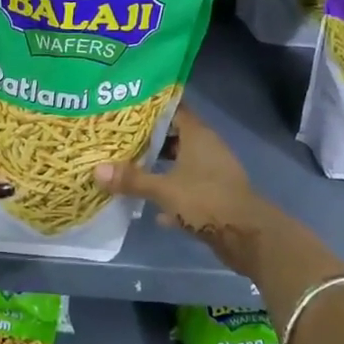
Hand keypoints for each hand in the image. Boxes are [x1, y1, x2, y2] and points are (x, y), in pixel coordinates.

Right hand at [94, 106, 283, 277]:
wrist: (247, 236)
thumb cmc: (206, 200)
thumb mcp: (164, 189)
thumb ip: (132, 179)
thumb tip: (96, 170)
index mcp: (198, 134)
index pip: (174, 108)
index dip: (152, 107)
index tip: (127, 107)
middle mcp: (207, 147)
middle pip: (176, 135)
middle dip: (151, 139)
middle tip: (121, 140)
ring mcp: (214, 172)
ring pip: (182, 163)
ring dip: (161, 167)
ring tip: (131, 169)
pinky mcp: (216, 195)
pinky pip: (189, 188)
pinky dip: (173, 194)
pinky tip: (154, 210)